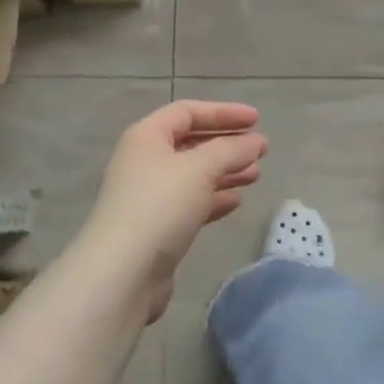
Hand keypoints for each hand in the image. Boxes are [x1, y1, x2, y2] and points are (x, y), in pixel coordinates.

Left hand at [78, 100, 266, 321]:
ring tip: (255, 175)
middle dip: (226, 144)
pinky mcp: (156, 227)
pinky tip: (236, 202)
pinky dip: (213, 199)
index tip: (257, 120)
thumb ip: (230, 151)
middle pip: (190, 143)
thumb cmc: (160, 206)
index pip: (187, 112)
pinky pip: (190, 203)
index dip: (223, 112)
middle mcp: (143, 161)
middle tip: (260, 150)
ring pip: (192, 175)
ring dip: (224, 172)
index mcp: (146, 137)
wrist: (123, 272)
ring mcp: (148, 196)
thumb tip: (255, 142)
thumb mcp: (200, 169)